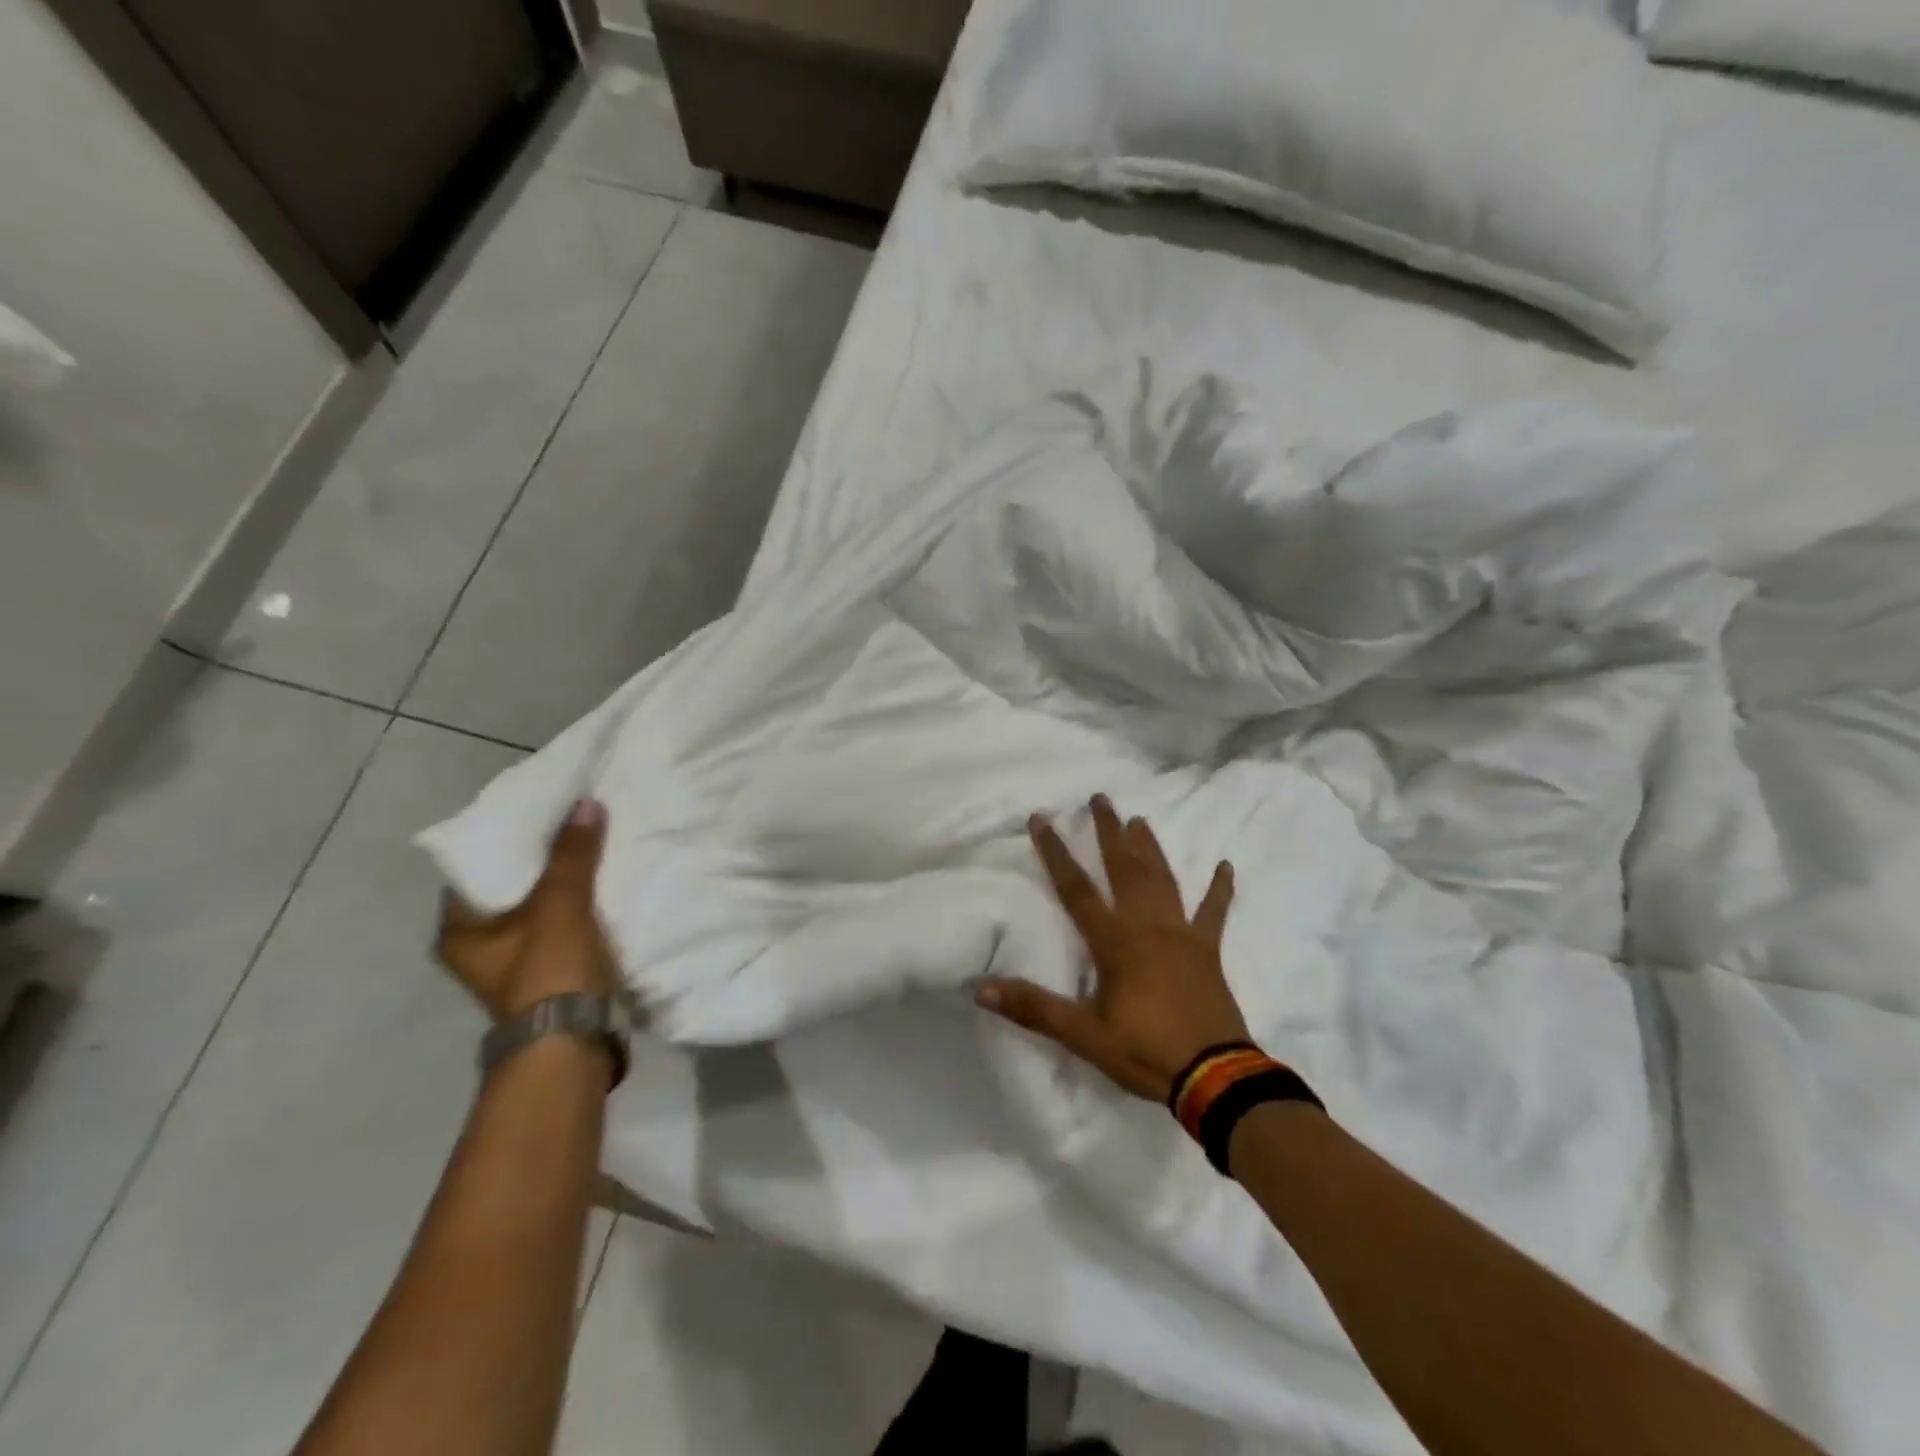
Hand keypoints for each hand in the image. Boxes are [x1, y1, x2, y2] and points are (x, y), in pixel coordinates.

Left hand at [435, 799, 617, 1023]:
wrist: (573, 1044)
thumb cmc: (548, 970)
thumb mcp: (560, 903)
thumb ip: (572, 854)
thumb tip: (585, 803)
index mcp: (459, 933)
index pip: (475, 871)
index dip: (505, 841)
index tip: (537, 814)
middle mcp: (478, 950)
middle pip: (511, 891)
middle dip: (543, 862)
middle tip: (572, 827)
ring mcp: (515, 967)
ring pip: (540, 911)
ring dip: (565, 887)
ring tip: (593, 850)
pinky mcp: (549, 978)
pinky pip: (563, 929)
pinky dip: (580, 910)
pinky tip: (604, 888)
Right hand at [977, 794, 1248, 1102]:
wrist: (1215, 1077)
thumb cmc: (1146, 1052)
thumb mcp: (1084, 1035)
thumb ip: (1034, 1008)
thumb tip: (980, 988)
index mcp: (1114, 942)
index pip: (1076, 889)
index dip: (1056, 852)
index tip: (1042, 818)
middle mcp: (1147, 926)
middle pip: (1124, 869)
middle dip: (1109, 833)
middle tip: (1101, 798)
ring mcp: (1182, 935)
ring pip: (1162, 880)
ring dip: (1150, 849)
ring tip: (1140, 820)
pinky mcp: (1208, 951)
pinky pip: (1214, 913)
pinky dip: (1220, 889)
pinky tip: (1225, 866)